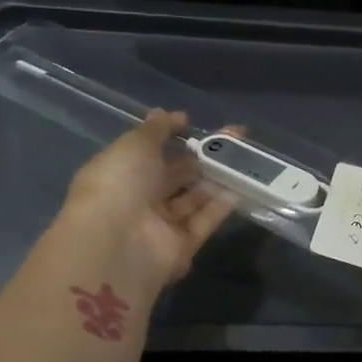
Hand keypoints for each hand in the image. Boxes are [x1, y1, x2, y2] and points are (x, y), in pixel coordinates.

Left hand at [51, 110, 235, 294]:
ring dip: (216, 179)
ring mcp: (161, 225)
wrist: (116, 242)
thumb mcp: (134, 144)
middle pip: (177, 176)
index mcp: (122, 173)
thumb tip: (175, 115)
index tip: (194, 124)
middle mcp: (140, 199)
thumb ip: (157, 129)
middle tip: (235, 140)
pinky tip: (242, 185)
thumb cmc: (119, 183)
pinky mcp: (182, 246)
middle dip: (202, 158)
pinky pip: (204, 221)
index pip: (151, 152)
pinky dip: (221, 205)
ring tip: (245, 159)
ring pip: (194, 198)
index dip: (172, 136)